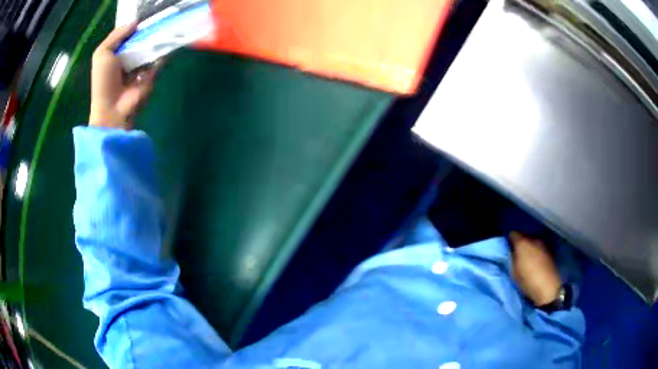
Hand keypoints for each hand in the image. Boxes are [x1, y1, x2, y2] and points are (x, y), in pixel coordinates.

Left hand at [89, 22, 155, 129]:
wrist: (113, 108)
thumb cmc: (103, 81)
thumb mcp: (102, 53)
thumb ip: (116, 35)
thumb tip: (135, 22)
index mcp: (116, 53)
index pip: (129, 34)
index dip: (136, 25)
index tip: (145, 17)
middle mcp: (129, 57)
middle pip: (142, 38)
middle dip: (148, 30)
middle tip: (157, 20)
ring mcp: (141, 65)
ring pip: (152, 46)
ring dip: (157, 38)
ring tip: (165, 26)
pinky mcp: (152, 73)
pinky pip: (160, 59)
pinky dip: (165, 50)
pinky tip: (168, 40)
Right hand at [509, 232, 561, 305]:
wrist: (547, 287)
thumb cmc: (527, 280)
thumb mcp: (513, 271)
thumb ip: (512, 258)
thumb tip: (511, 252)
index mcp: (522, 243)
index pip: (513, 234)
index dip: (509, 240)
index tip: (507, 248)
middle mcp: (534, 239)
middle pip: (524, 235)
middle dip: (520, 242)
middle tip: (516, 253)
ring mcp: (543, 244)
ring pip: (532, 240)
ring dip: (528, 246)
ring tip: (525, 257)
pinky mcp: (549, 250)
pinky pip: (538, 246)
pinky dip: (535, 250)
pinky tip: (534, 260)